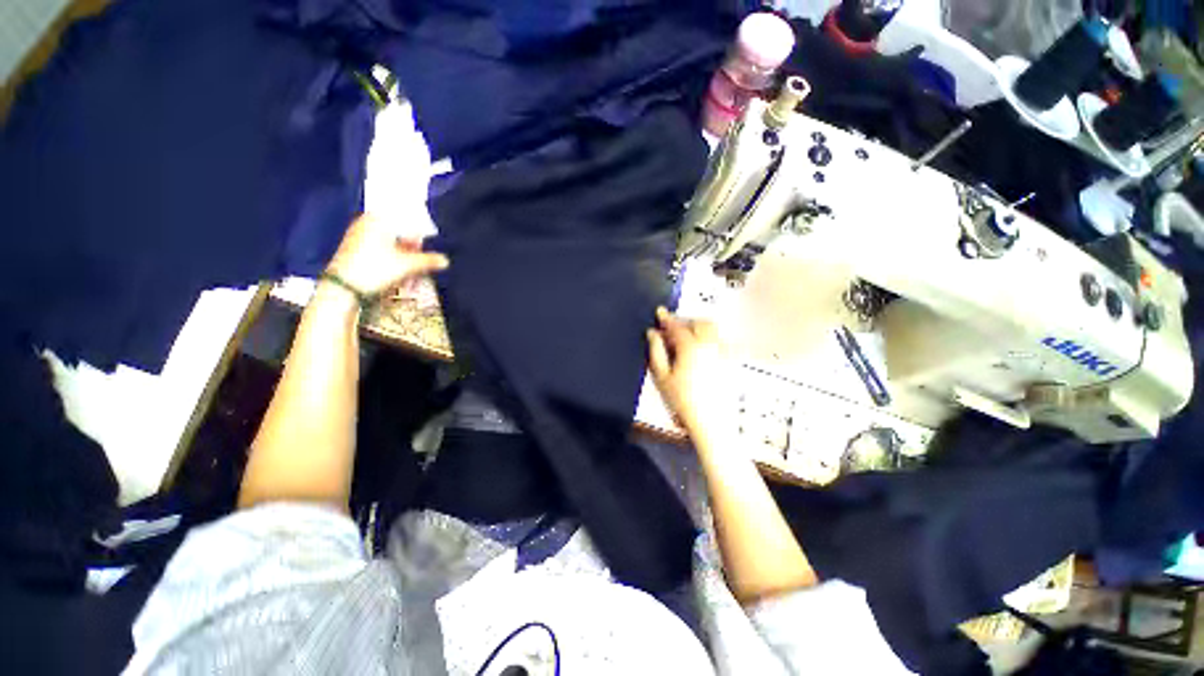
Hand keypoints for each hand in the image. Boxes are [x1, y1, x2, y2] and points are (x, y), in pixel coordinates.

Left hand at [325, 214, 448, 296]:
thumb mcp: (407, 265)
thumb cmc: (375, 269)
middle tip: (423, 265)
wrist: (344, 288)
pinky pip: (382, 253)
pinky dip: (393, 263)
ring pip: (391, 246)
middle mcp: (367, 223)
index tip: (429, 243)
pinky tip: (401, 278)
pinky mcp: (356, 251)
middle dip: (414, 251)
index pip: (406, 219)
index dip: (420, 231)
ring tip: (413, 277)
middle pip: (399, 234)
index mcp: (378, 219)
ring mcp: (360, 237)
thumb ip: (429, 260)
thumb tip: (445, 261)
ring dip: (405, 261)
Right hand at [647, 307, 734, 435]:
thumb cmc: (683, 401)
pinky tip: (704, 351)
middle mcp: (710, 345)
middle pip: (699, 322)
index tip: (660, 312)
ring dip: (699, 328)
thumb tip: (652, 333)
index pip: (677, 326)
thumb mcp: (662, 377)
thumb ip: (656, 351)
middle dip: (685, 321)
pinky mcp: (732, 362)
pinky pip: (723, 341)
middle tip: (673, 329)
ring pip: (713, 329)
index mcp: (691, 347)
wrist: (711, 423)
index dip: (666, 318)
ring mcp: (724, 353)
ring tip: (688, 338)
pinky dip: (712, 339)